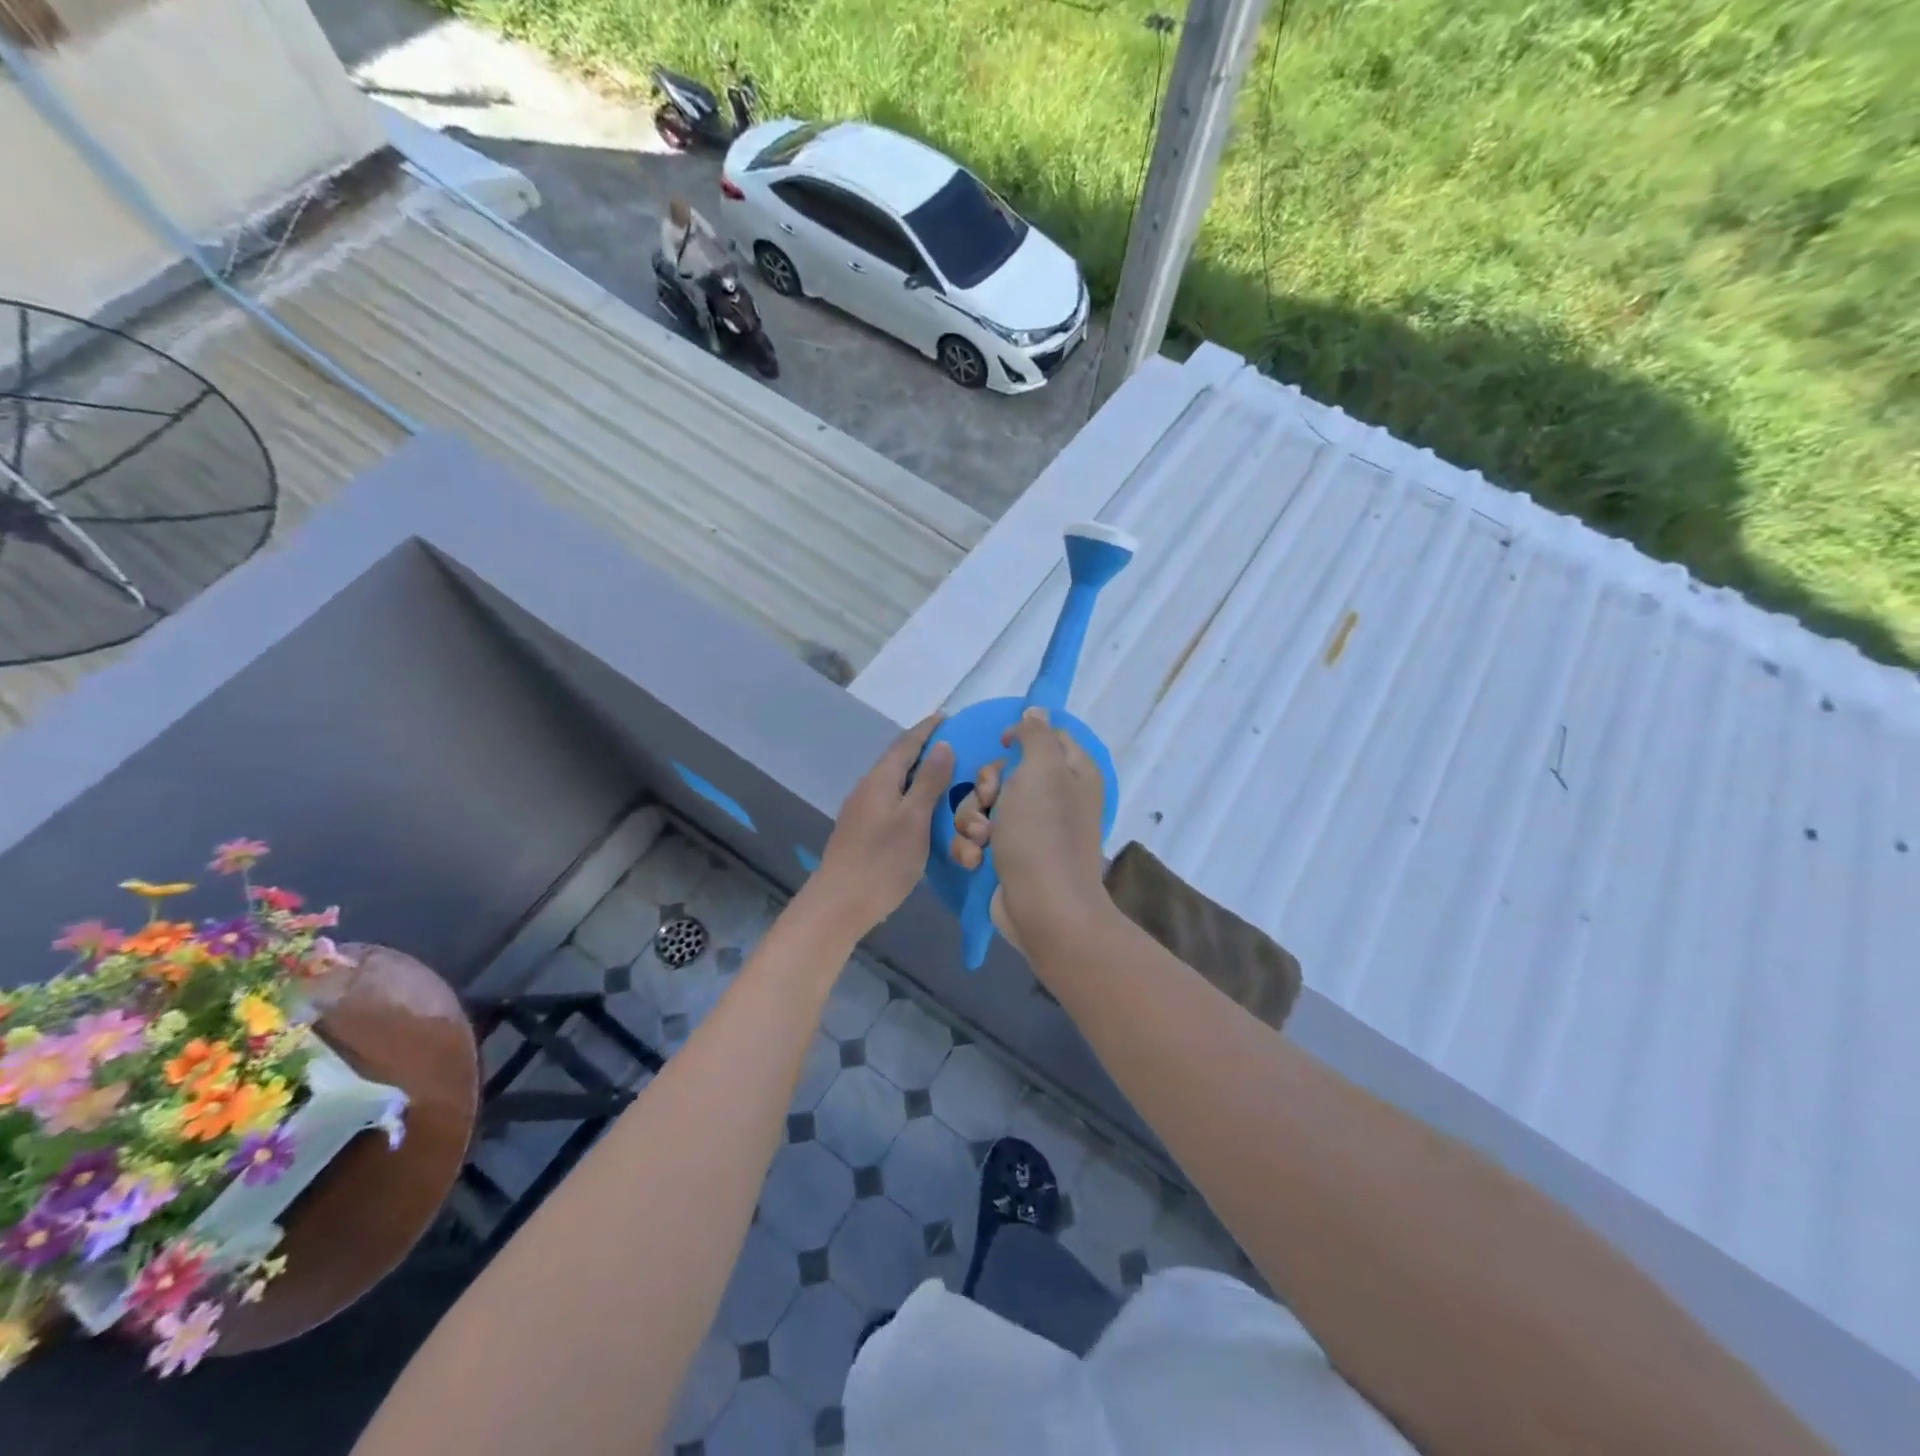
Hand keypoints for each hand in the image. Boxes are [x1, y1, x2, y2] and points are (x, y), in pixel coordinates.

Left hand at [810, 714, 953, 935]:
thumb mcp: (914, 819)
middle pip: (897, 760)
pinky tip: (922, 809)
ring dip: (917, 774)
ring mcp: (861, 811)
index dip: (927, 729)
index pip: (906, 744)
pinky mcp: (861, 831)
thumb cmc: (882, 861)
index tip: (946, 716)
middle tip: (953, 746)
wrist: (839, 903)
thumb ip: (929, 782)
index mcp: (880, 780)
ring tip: (943, 776)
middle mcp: (867, 789)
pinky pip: (890, 801)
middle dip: (923, 750)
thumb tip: (943, 745)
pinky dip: (910, 795)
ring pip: (893, 782)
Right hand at [950, 708, 1110, 952]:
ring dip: (972, 819)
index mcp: (1071, 773)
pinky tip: (976, 860)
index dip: (1019, 737)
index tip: (1002, 745)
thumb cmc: (1042, 832)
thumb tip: (1036, 710)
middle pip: (1004, 772)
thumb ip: (1036, 735)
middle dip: (985, 786)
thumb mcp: (1042, 770)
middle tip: (989, 800)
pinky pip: (977, 836)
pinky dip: (972, 846)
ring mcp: (1029, 830)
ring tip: (981, 839)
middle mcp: (1053, 798)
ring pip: (982, 805)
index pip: (1046, 737)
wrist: (1042, 907)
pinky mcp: (1007, 856)